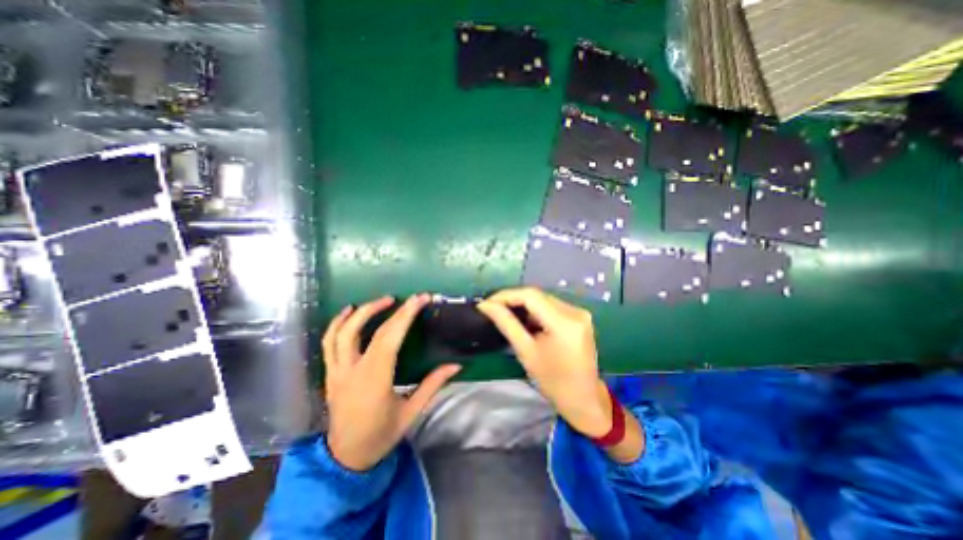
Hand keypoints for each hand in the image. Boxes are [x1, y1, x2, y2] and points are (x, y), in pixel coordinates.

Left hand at [322, 294, 460, 469]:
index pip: (390, 338)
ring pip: (341, 333)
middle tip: (405, 298)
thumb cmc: (381, 436)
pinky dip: (337, 324)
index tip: (420, 299)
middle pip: (367, 331)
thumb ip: (433, 385)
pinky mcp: (330, 373)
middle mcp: (352, 371)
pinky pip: (328, 343)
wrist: (345, 459)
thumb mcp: (411, 412)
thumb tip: (456, 365)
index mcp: (375, 380)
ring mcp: (336, 372)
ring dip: (360, 312)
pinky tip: (348, 312)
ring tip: (379, 301)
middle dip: (386, 309)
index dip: (406, 315)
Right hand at [479, 286, 612, 437]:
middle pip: (538, 295)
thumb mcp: (526, 352)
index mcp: (564, 322)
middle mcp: (575, 311)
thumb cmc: (553, 381)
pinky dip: (536, 311)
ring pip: (544, 299)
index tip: (487, 302)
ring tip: (506, 314)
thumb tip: (486, 305)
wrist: (584, 399)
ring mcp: (580, 313)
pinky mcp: (580, 317)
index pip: (531, 295)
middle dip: (513, 300)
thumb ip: (506, 324)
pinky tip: (525, 321)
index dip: (506, 295)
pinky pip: (552, 306)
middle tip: (493, 308)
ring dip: (524, 305)